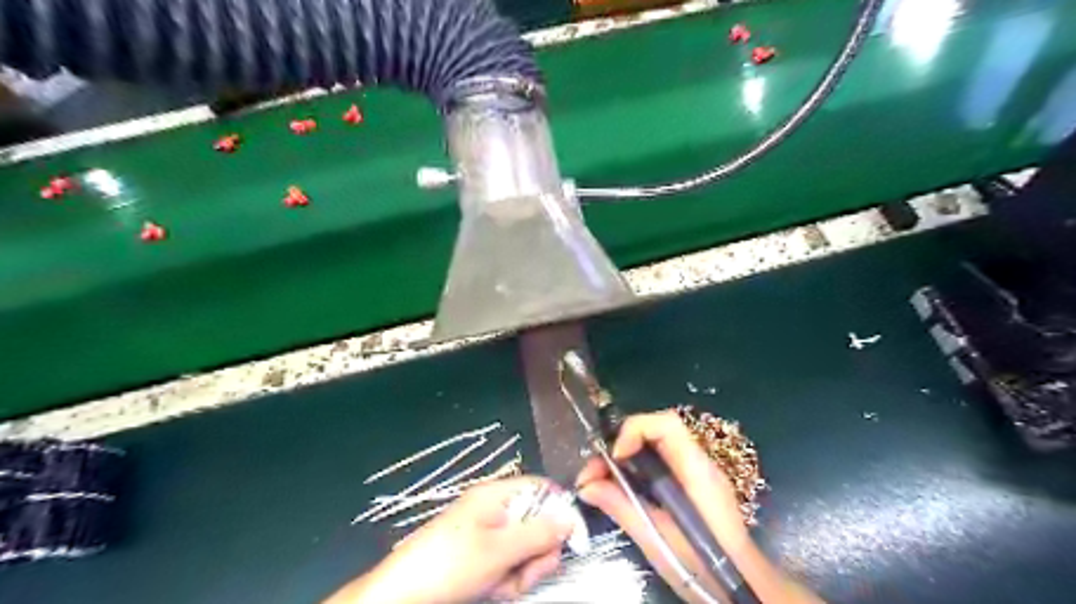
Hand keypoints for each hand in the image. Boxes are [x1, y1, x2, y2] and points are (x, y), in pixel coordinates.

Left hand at [329, 477, 574, 603]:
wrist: (401, 598)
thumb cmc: (450, 564)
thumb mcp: (499, 549)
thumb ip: (538, 534)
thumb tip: (571, 518)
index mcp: (495, 495)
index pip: (540, 488)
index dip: (560, 508)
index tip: (573, 537)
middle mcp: (494, 511)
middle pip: (537, 524)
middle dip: (536, 553)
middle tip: (524, 573)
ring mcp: (487, 536)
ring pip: (525, 550)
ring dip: (521, 573)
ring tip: (500, 586)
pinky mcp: (480, 558)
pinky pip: (508, 566)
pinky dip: (506, 582)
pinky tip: (491, 591)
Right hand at [570, 409, 749, 601]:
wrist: (743, 588)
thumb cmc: (704, 566)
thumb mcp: (657, 539)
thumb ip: (623, 507)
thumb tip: (586, 487)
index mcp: (696, 470)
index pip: (666, 424)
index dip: (635, 430)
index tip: (613, 457)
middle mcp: (698, 463)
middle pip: (655, 432)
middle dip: (620, 444)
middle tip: (593, 472)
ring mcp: (696, 473)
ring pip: (654, 447)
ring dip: (624, 458)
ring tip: (598, 482)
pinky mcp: (692, 486)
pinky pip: (659, 464)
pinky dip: (635, 471)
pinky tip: (619, 490)